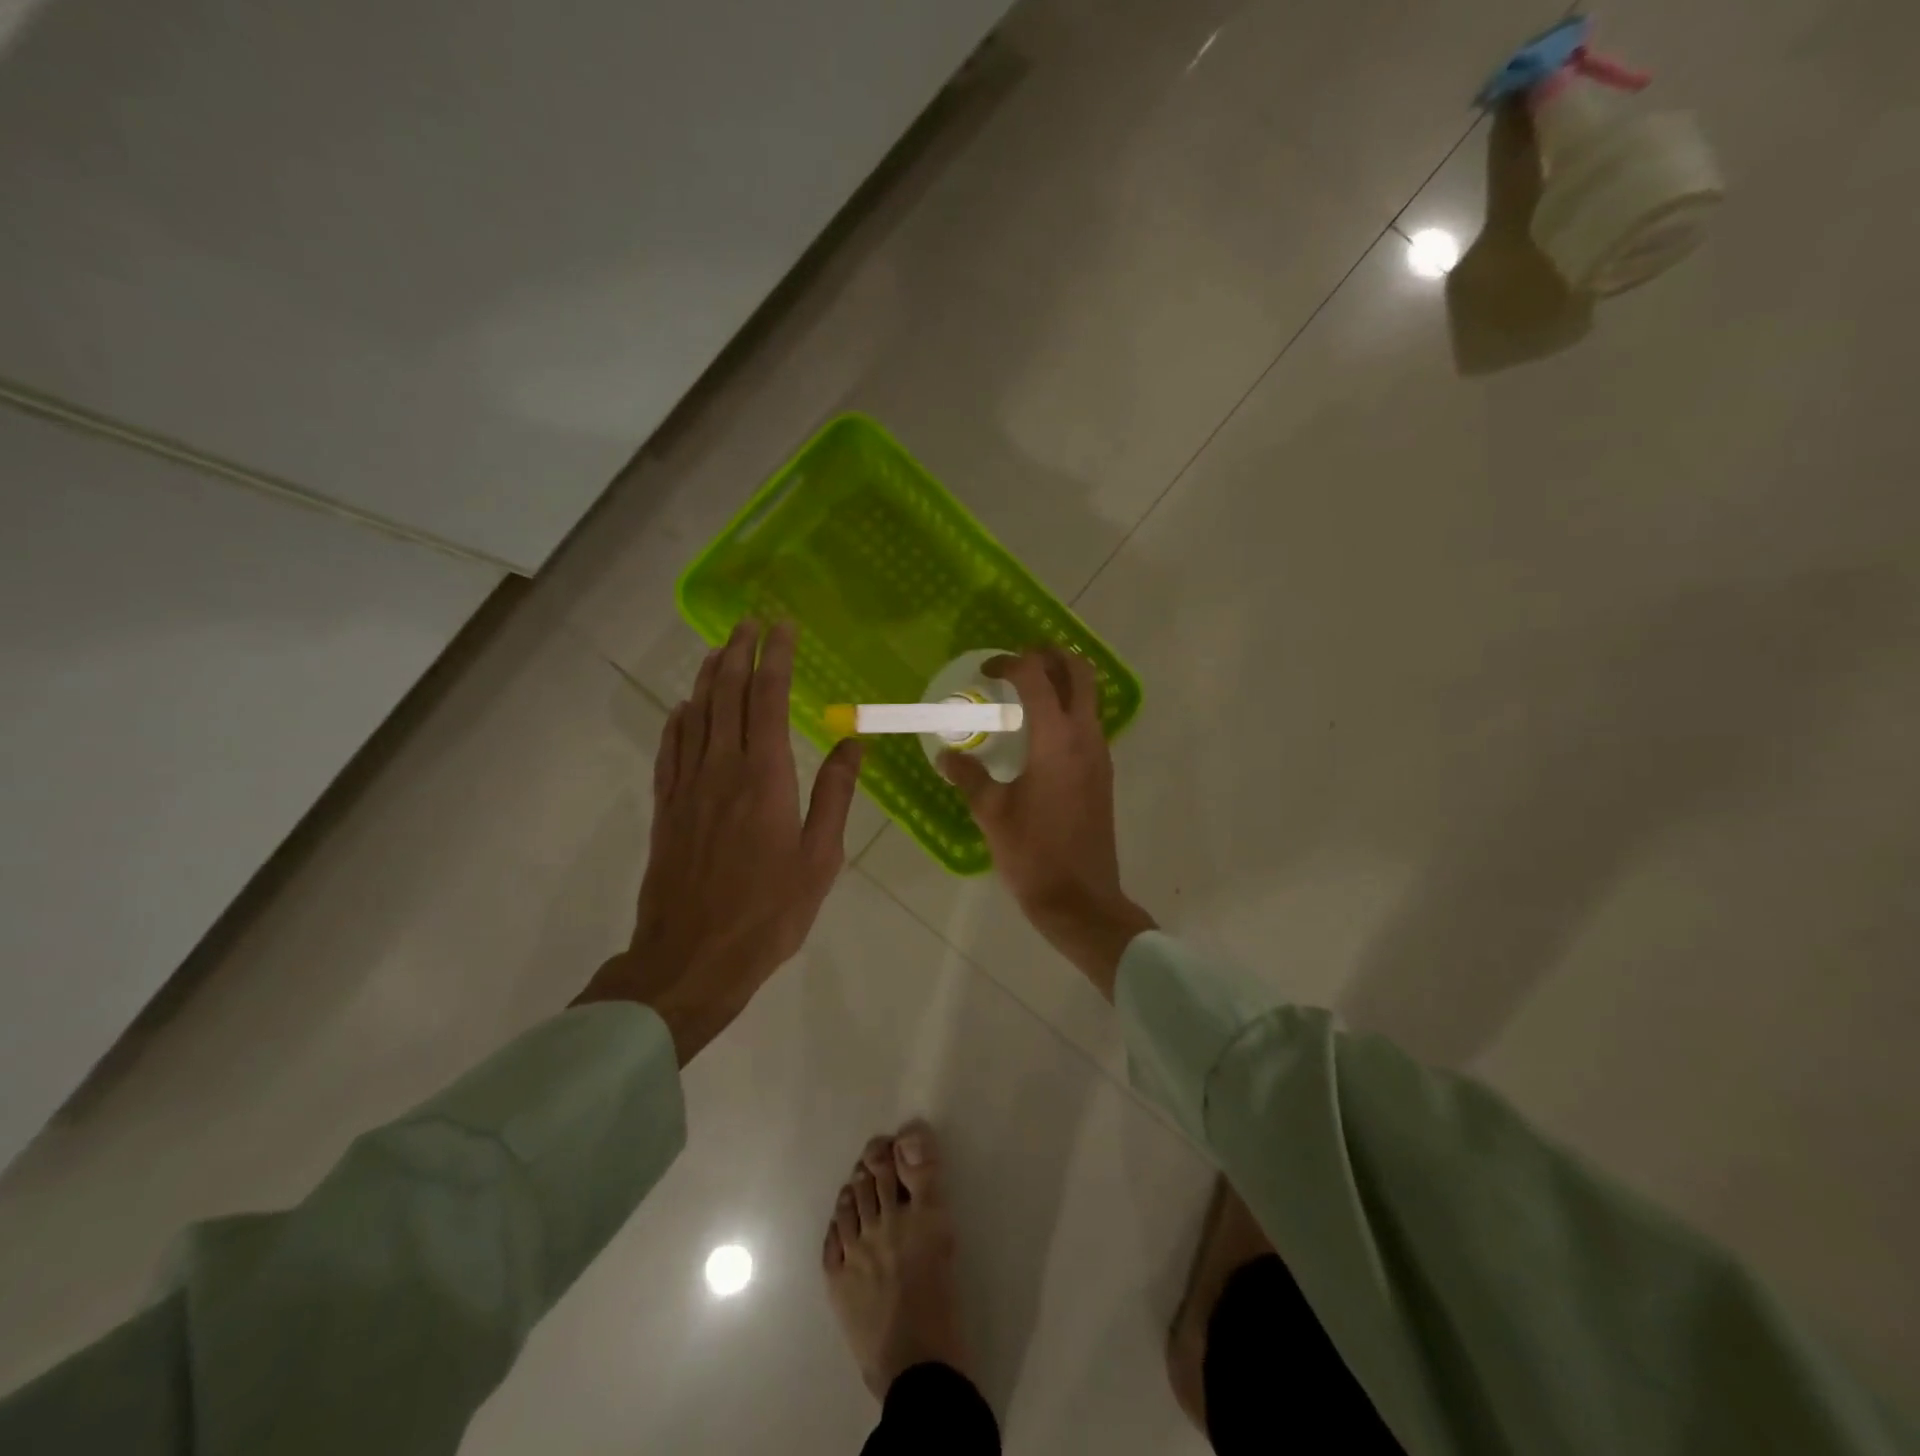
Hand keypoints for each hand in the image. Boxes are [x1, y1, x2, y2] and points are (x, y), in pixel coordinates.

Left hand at [574, 621, 862, 1062]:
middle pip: (728, 695)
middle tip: (749, 622)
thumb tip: (853, 743)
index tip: (784, 627)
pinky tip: (683, 708)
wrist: (691, 958)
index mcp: (765, 776)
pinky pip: (670, 751)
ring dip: (708, 677)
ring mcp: (687, 787)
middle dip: (739, 652)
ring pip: (696, 715)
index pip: (769, 698)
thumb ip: (835, 795)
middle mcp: (722, 768)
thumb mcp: (820, 858)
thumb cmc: (769, 912)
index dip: (776, 658)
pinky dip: (678, 721)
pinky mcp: (666, 809)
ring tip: (719, 648)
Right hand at [938, 648, 1154, 997]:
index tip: (987, 672)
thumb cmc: (1032, 854)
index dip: (1010, 664)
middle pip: (1080, 672)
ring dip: (1063, 681)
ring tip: (1026, 693)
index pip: (1036, 678)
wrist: (1080, 899)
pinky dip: (1069, 709)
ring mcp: (1100, 754)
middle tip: (1020, 661)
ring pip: (1090, 696)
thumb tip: (946, 756)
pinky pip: (1090, 723)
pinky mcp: (1103, 773)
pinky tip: (1039, 733)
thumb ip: (969, 776)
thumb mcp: (991, 813)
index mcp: (1055, 741)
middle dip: (1051, 655)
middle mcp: (1085, 737)